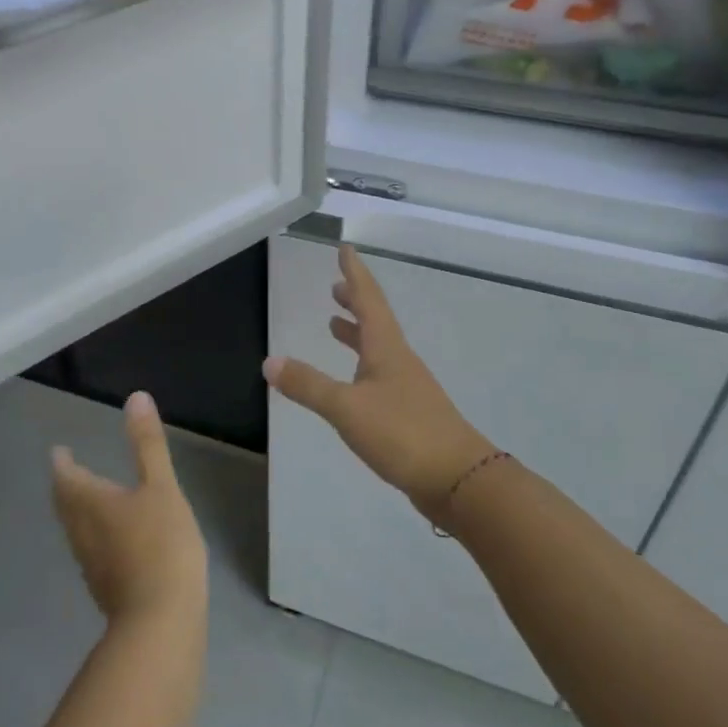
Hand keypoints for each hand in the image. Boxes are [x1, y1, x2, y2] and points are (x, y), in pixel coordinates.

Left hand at [52, 392, 208, 625]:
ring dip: (77, 512)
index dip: (62, 463)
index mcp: (91, 504)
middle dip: (66, 486)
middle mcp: (82, 533)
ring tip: (88, 500)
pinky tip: (113, 541)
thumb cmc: (161, 545)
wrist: (161, 622)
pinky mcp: (106, 589)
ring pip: (76, 530)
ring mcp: (92, 566)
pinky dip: (95, 536)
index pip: (66, 477)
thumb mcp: (161, 487)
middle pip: (65, 506)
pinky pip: (92, 552)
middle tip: (69, 472)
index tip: (58, 451)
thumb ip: (148, 444)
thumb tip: (135, 397)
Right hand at [264, 244, 496, 513]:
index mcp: (386, 348)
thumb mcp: (346, 408)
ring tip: (335, 325)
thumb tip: (269, 361)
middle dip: (355, 301)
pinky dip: (362, 364)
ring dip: (357, 332)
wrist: (458, 478)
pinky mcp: (410, 412)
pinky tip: (353, 383)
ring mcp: (408, 386)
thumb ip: (308, 385)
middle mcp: (399, 360)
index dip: (355, 273)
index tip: (346, 248)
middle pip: (376, 320)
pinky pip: (380, 374)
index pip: (368, 299)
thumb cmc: (402, 433)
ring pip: (379, 348)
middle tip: (336, 287)